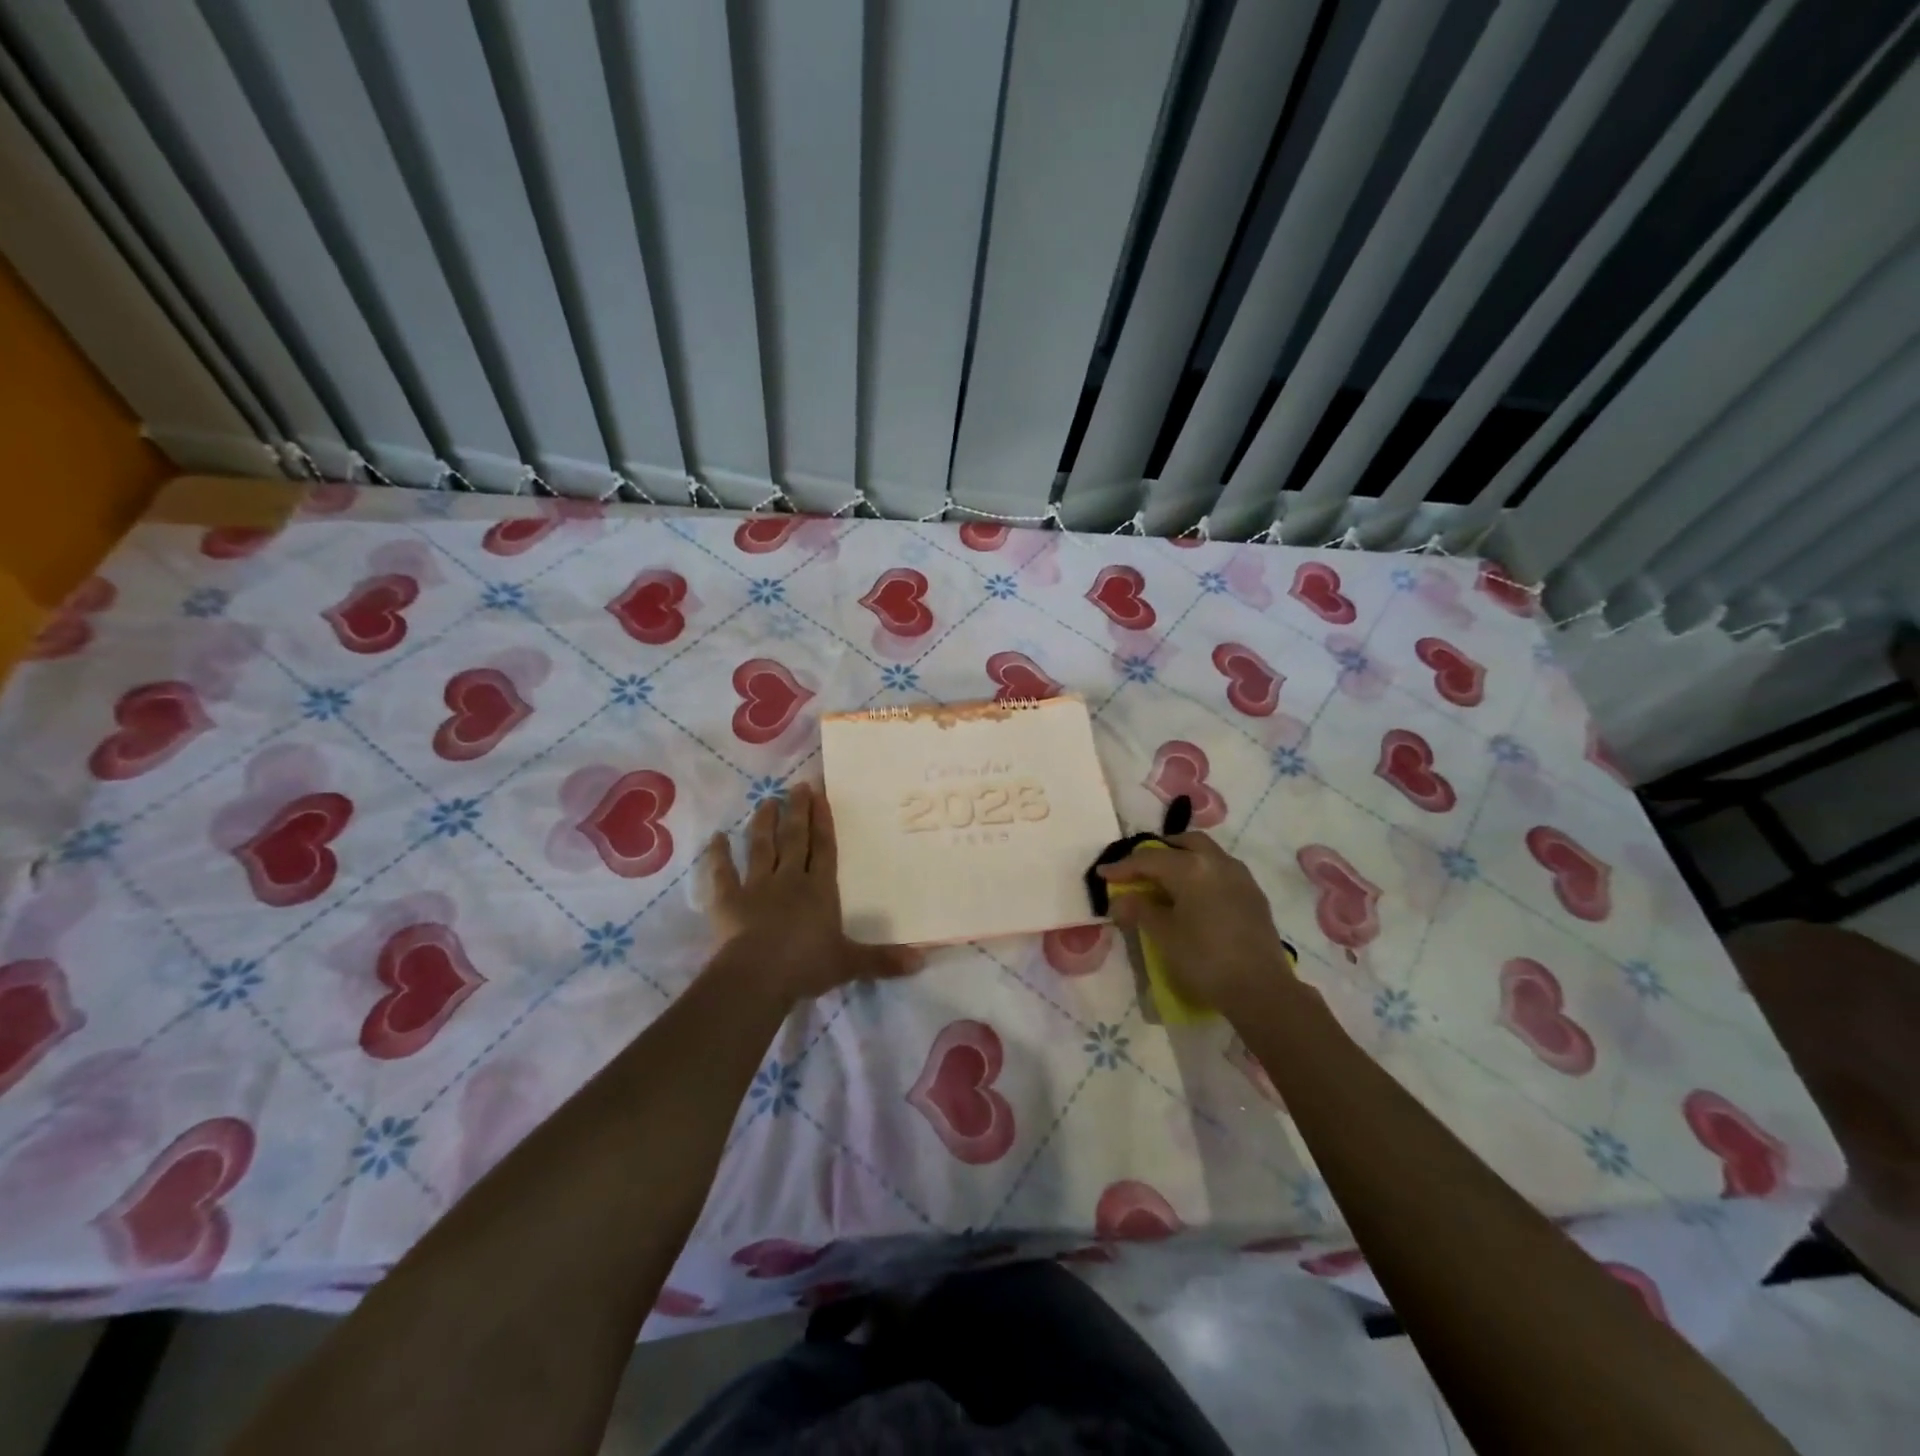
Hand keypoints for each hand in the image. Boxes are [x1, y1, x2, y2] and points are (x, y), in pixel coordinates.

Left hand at [705, 783, 921, 1001]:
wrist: (759, 976)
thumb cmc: (807, 965)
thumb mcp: (850, 963)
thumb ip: (883, 960)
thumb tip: (923, 960)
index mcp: (819, 890)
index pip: (824, 848)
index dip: (823, 821)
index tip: (820, 795)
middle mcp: (789, 880)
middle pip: (794, 839)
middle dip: (797, 811)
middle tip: (797, 786)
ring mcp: (757, 887)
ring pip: (761, 847)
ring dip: (763, 823)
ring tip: (766, 800)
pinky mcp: (729, 901)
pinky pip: (722, 873)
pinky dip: (718, 855)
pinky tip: (716, 837)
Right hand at [1097, 832, 1297, 1012]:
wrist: (1260, 989)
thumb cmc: (1205, 960)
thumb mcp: (1164, 935)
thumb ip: (1140, 910)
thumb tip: (1121, 900)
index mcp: (1191, 868)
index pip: (1149, 859)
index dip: (1123, 866)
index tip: (1102, 874)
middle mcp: (1217, 862)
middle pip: (1183, 843)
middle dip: (1159, 851)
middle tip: (1140, 869)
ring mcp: (1240, 876)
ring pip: (1207, 853)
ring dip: (1184, 858)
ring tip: (1167, 880)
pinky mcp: (1254, 894)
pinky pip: (1222, 870)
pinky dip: (1203, 873)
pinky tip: (1196, 896)